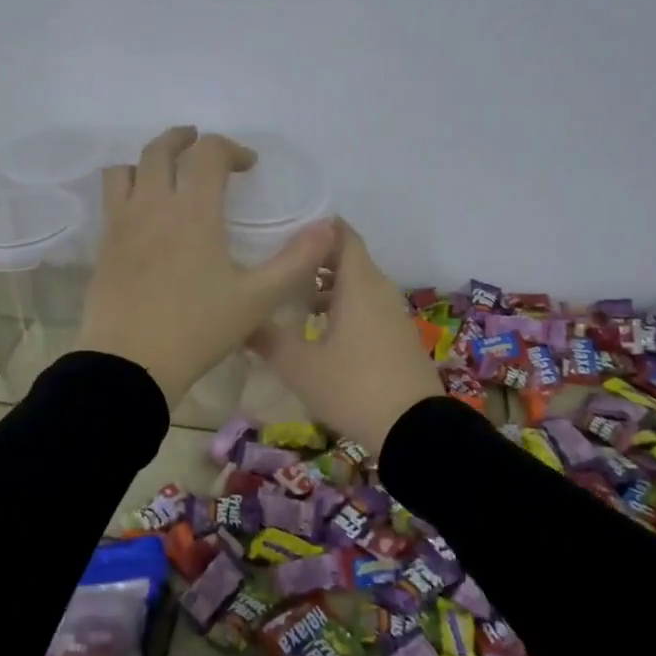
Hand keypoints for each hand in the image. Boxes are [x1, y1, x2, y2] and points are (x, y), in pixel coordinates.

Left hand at [76, 127, 334, 406]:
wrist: (130, 363)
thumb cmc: (198, 329)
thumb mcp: (258, 299)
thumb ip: (296, 261)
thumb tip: (329, 227)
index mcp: (194, 212)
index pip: (209, 153)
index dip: (231, 148)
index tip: (248, 166)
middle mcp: (154, 206)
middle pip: (160, 149)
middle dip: (183, 139)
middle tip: (199, 143)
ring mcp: (122, 224)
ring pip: (126, 169)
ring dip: (147, 160)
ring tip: (164, 172)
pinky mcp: (103, 245)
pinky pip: (110, 198)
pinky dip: (127, 188)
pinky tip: (143, 213)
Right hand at [249, 220, 444, 451]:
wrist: (415, 430)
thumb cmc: (353, 387)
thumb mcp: (299, 366)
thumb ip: (266, 338)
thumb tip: (241, 320)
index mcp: (359, 283)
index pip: (341, 232)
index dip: (313, 226)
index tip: (281, 229)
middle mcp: (379, 289)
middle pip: (346, 257)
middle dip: (312, 257)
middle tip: (276, 264)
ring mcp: (392, 313)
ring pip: (356, 284)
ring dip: (326, 286)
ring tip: (289, 298)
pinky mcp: (397, 335)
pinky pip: (366, 306)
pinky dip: (342, 307)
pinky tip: (317, 331)